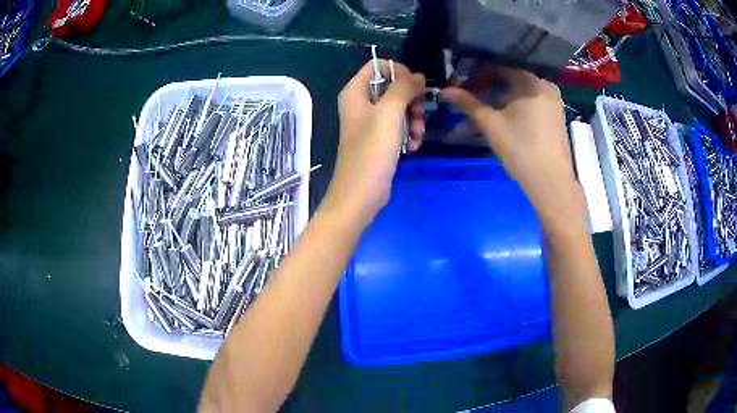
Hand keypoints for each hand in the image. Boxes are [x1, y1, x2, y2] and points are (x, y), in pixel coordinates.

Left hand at [320, 60, 425, 227]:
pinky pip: (398, 126)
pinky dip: (408, 133)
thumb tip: (417, 75)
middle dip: (411, 100)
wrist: (361, 194)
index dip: (398, 71)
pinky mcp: (379, 140)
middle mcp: (361, 104)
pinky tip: (412, 147)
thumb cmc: (371, 151)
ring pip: (399, 108)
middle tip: (419, 114)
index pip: (377, 66)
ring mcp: (370, 123)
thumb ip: (404, 88)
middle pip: (392, 87)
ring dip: (413, 120)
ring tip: (416, 136)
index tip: (415, 85)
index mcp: (355, 92)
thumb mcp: (389, 113)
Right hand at [441, 67, 586, 231]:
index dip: (476, 74)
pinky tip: (499, 118)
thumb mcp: (491, 124)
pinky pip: (529, 104)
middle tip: (467, 97)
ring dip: (498, 100)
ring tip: (479, 110)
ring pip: (519, 94)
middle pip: (510, 80)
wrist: (551, 183)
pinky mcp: (554, 118)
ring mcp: (552, 103)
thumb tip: (444, 91)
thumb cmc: (521, 149)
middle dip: (486, 87)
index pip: (499, 68)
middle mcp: (545, 87)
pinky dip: (513, 108)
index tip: (460, 81)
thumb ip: (468, 103)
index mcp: (532, 82)